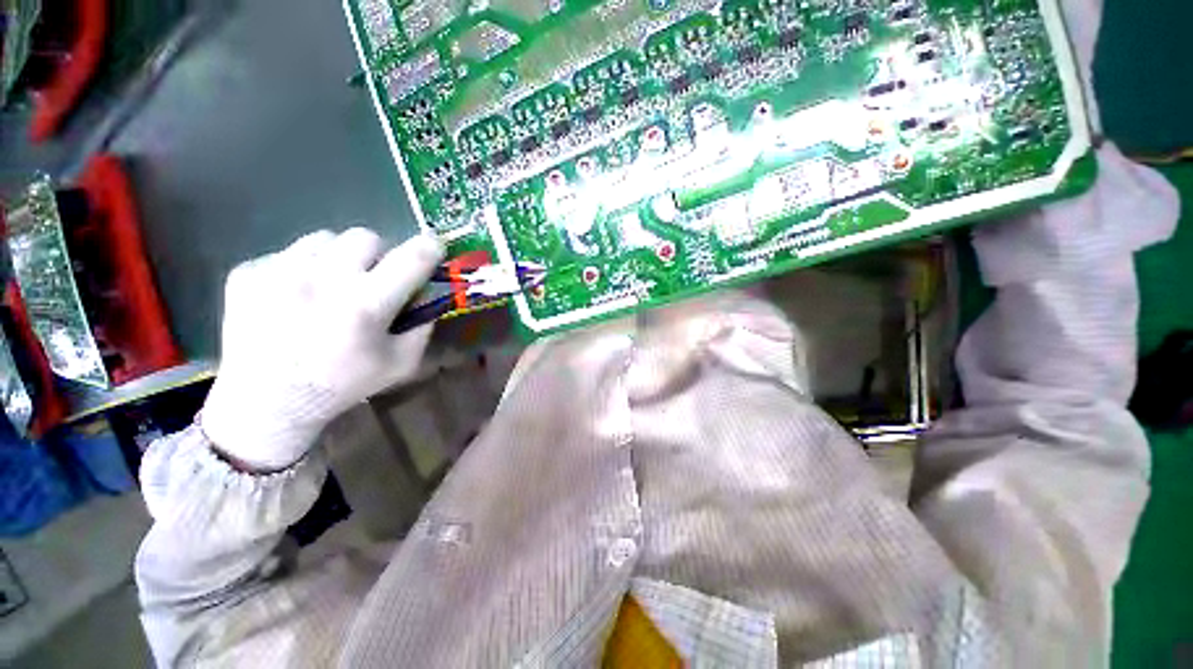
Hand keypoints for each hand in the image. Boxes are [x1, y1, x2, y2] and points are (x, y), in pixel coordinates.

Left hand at [201, 229, 443, 471]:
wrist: (266, 404)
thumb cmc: (343, 384)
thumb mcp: (402, 363)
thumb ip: (422, 326)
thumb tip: (427, 294)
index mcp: (366, 304)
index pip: (411, 259)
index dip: (429, 248)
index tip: (434, 247)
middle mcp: (322, 279)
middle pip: (366, 237)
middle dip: (378, 255)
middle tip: (372, 278)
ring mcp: (278, 272)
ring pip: (325, 240)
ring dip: (338, 259)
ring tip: (330, 287)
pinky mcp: (247, 273)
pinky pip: (287, 254)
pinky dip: (301, 270)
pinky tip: (295, 299)